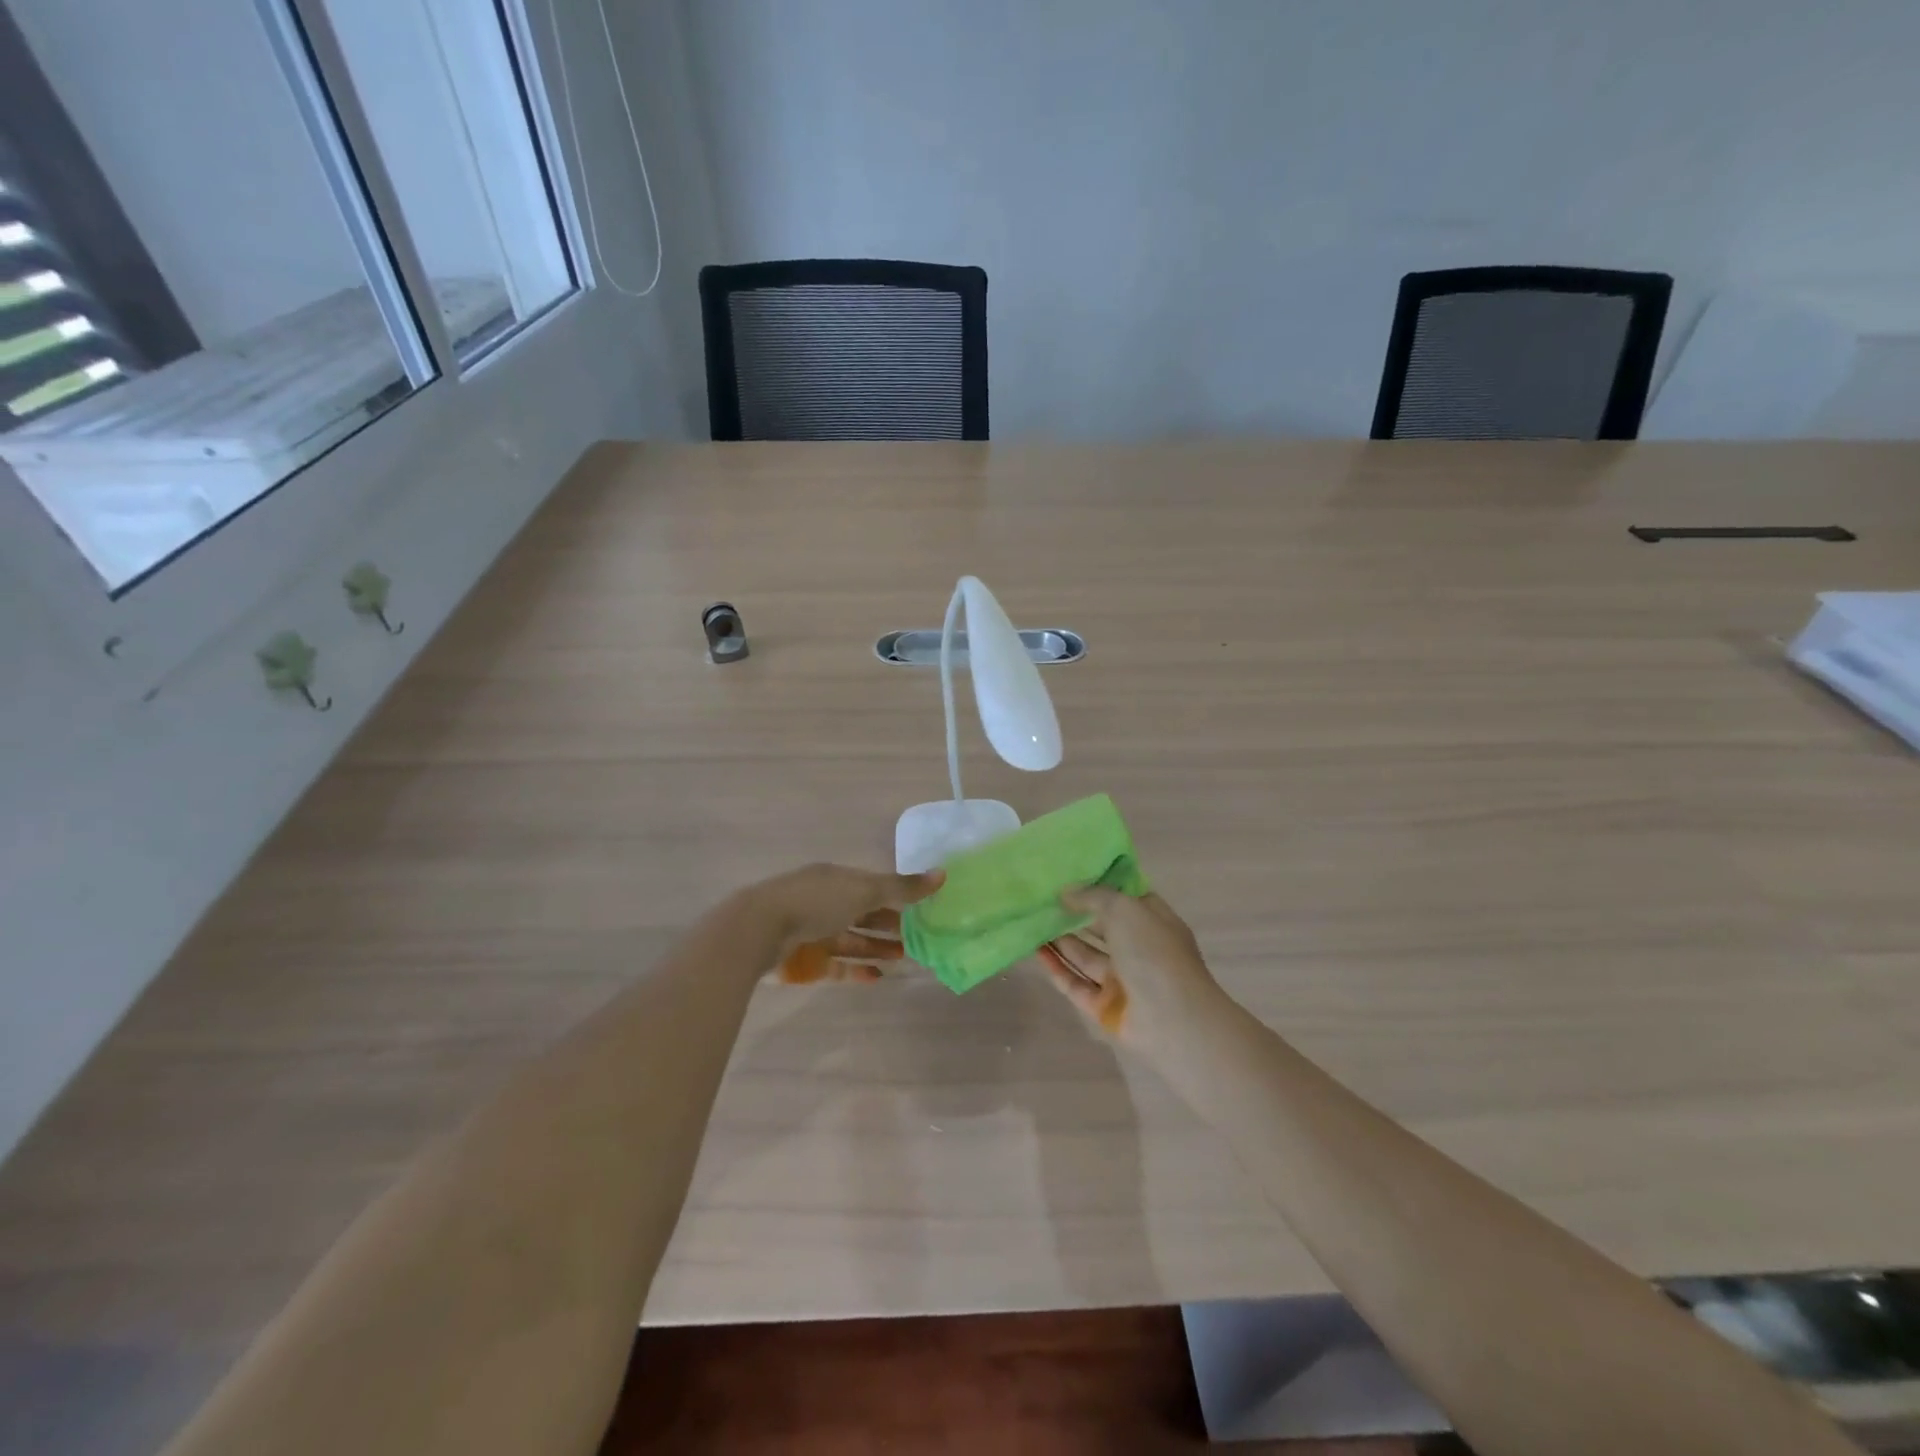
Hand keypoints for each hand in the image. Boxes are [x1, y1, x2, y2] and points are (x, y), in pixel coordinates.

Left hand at [750, 863, 942, 983]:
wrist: (759, 930)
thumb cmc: (816, 901)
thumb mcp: (864, 890)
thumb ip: (902, 888)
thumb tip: (942, 875)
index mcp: (837, 880)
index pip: (873, 887)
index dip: (898, 897)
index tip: (924, 909)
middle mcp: (826, 903)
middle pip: (864, 914)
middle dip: (890, 925)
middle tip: (919, 938)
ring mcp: (814, 933)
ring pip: (852, 941)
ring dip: (877, 948)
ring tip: (904, 957)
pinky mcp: (806, 962)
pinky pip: (837, 965)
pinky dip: (857, 970)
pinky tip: (878, 977)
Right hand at [1039, 887, 1233, 1061]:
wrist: (1171, 1020)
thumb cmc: (1154, 953)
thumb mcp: (1125, 909)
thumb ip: (1093, 897)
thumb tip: (1066, 892)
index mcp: (1153, 922)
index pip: (1125, 899)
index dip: (1100, 886)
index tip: (1069, 873)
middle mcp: (1138, 949)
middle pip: (1101, 927)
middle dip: (1074, 914)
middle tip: (1041, 898)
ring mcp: (1121, 980)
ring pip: (1085, 955)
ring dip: (1060, 939)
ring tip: (1031, 920)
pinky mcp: (1103, 1006)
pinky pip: (1075, 983)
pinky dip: (1056, 967)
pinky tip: (1035, 950)